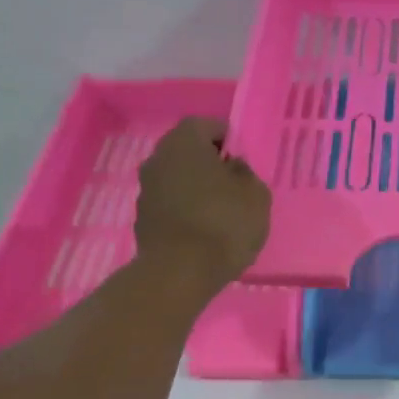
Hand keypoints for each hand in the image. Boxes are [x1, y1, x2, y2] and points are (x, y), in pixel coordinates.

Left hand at [135, 118, 270, 291]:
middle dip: (208, 162)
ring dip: (195, 186)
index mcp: (184, 142)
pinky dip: (184, 209)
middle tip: (233, 181)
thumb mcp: (256, 195)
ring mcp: (146, 189)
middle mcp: (158, 158)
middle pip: (186, 151)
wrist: (179, 272)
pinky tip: (203, 229)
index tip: (242, 156)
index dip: (226, 137)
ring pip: (176, 177)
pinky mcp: (142, 218)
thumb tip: (233, 168)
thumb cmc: (224, 223)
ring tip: (220, 209)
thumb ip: (246, 174)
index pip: (205, 125)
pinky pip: (169, 203)